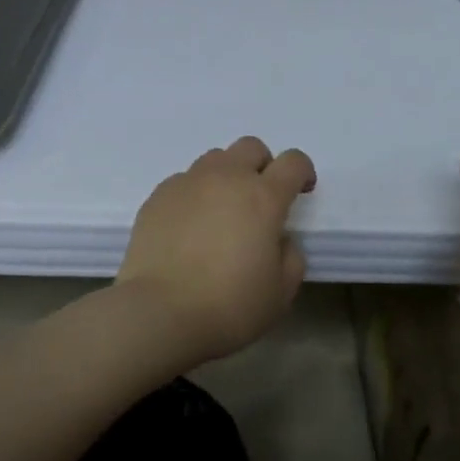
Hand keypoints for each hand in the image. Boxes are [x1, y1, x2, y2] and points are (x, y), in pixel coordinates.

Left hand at [116, 137, 317, 364]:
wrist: (159, 313)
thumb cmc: (229, 305)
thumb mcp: (281, 292)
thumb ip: (290, 257)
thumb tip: (278, 240)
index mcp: (263, 197)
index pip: (293, 161)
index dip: (303, 172)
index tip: (301, 192)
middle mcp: (226, 179)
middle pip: (251, 147)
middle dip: (263, 165)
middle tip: (260, 199)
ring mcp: (187, 184)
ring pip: (214, 159)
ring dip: (227, 176)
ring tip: (221, 211)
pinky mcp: (157, 197)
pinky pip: (184, 181)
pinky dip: (194, 194)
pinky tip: (190, 226)